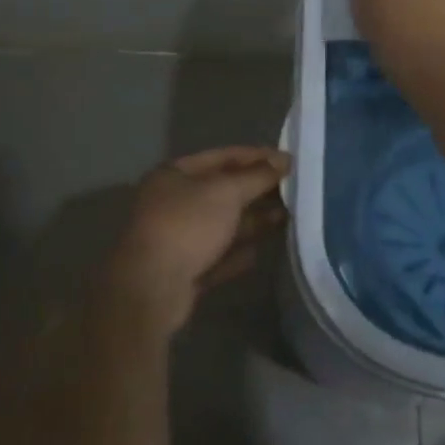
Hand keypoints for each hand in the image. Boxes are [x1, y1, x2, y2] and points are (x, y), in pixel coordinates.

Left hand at [103, 146, 289, 334]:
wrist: (151, 288)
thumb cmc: (187, 225)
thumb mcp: (226, 192)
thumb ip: (257, 176)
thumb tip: (283, 162)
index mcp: (174, 174)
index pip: (222, 156)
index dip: (257, 156)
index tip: (289, 160)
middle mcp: (173, 202)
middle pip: (223, 191)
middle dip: (257, 190)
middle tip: (293, 190)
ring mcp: (177, 238)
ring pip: (223, 224)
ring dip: (253, 221)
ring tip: (287, 217)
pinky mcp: (184, 270)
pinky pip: (218, 255)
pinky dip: (238, 252)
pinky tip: (260, 252)